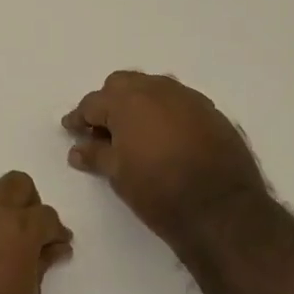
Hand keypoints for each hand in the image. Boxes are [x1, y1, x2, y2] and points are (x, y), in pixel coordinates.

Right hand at [63, 72, 269, 251]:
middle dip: (109, 103)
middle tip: (103, 131)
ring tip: (135, 133)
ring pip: (154, 89)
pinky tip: (165, 138)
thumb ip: (95, 155)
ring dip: (139, 104)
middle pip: (123, 85)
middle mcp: (157, 89)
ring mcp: (188, 98)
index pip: (92, 103)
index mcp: (128, 101)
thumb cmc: (158, 190)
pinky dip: (166, 114)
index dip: (79, 118)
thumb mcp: (118, 174)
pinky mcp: (212, 112)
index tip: (71, 131)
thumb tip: (77, 150)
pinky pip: (179, 103)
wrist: (221, 209)